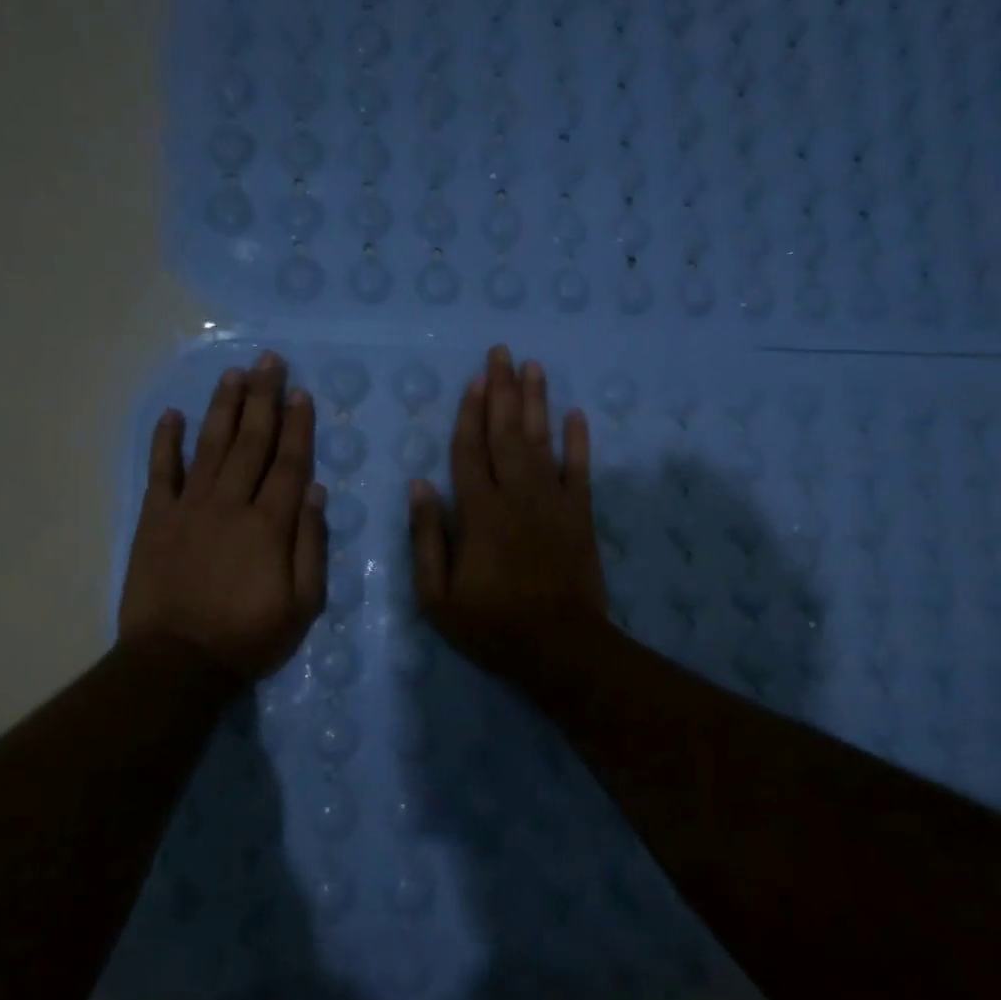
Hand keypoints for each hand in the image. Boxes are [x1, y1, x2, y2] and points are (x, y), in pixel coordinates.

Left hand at [119, 351, 326, 682]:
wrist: (177, 663)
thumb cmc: (249, 637)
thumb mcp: (303, 604)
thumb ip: (311, 545)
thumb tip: (315, 491)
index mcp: (269, 525)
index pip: (289, 463)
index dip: (297, 426)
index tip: (302, 392)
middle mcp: (230, 505)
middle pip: (250, 442)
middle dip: (263, 399)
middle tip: (269, 361)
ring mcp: (188, 508)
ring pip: (210, 446)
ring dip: (223, 408)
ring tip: (234, 374)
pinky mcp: (155, 520)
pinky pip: (161, 472)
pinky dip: (165, 442)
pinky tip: (173, 415)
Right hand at [409, 345, 608, 682]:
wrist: (560, 647)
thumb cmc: (492, 625)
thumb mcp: (437, 595)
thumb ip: (427, 537)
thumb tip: (419, 485)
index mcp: (478, 512)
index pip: (469, 451)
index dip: (469, 414)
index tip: (473, 379)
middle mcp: (516, 495)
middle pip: (507, 433)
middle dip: (503, 390)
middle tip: (502, 352)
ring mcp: (553, 502)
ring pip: (543, 441)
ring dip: (537, 402)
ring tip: (534, 366)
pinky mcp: (581, 516)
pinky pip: (581, 470)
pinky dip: (579, 441)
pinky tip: (576, 414)